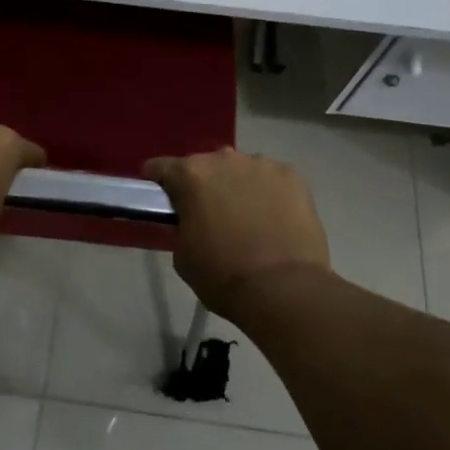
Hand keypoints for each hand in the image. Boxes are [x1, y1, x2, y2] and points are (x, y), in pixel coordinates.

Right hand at [142, 148, 329, 318]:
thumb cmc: (224, 276)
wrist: (284, 290)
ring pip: (241, 170)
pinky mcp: (292, 175)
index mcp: (191, 175)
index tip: (160, 195)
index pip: (161, 167)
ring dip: (238, 186)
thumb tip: (191, 220)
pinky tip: (274, 218)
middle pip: (205, 166)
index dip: (157, 181)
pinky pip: (271, 179)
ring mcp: (262, 164)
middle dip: (204, 185)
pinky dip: (269, 193)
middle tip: (210, 214)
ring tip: (248, 217)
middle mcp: (224, 159)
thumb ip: (182, 226)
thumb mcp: (183, 256)